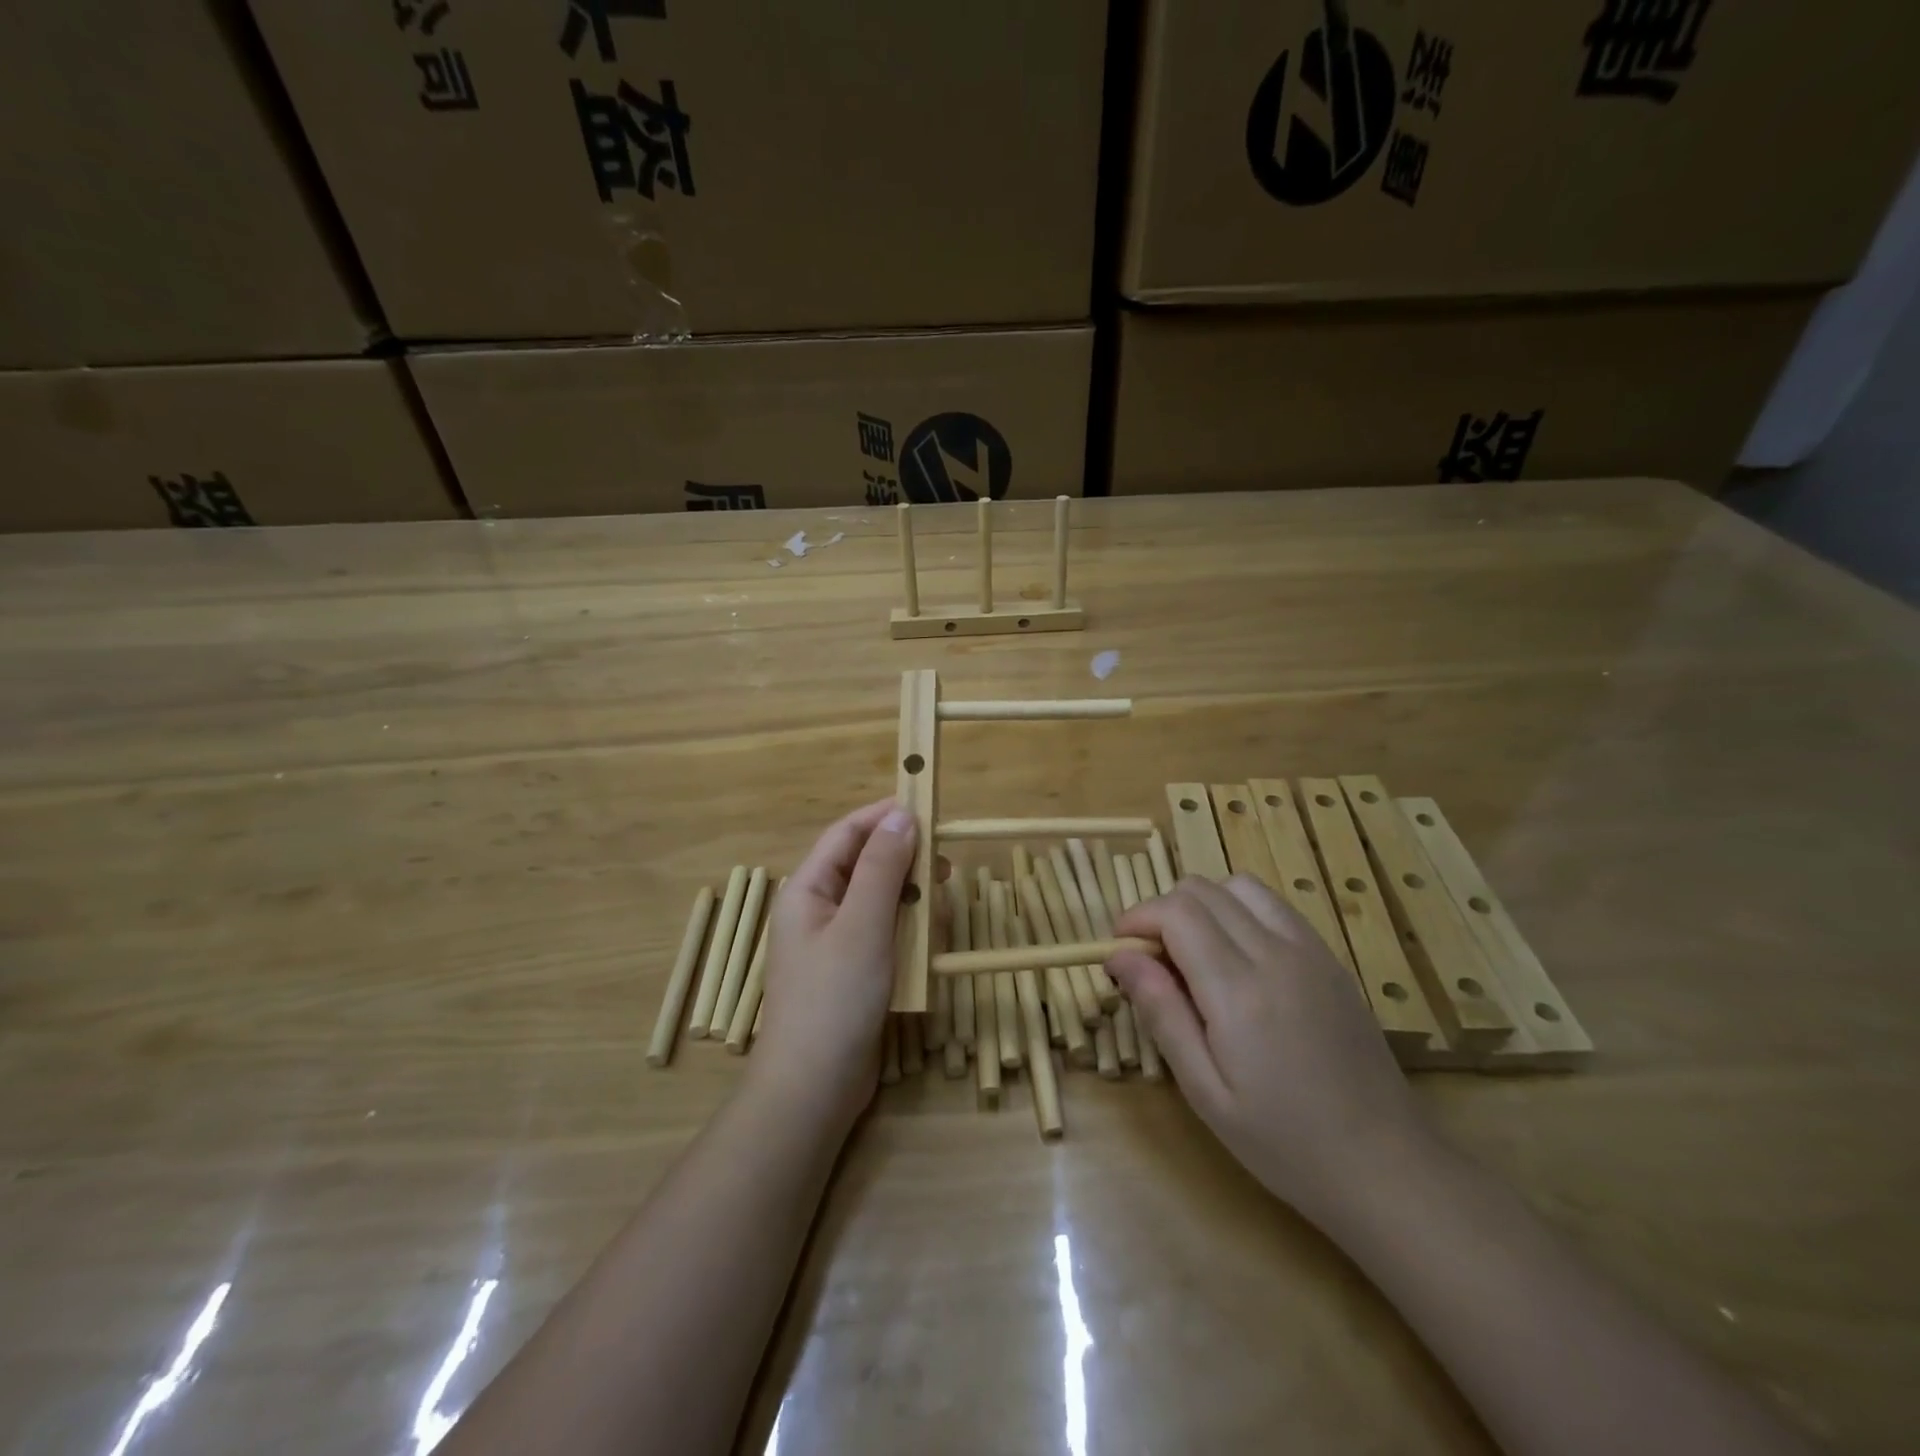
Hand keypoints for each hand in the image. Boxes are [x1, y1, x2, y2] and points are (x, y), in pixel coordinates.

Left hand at [752, 799, 916, 1123]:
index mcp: (807, 889)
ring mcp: (833, 943)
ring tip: (939, 907)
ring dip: (909, 899)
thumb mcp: (863, 925)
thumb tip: (902, 816)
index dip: (884, 816)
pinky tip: (927, 944)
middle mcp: (817, 909)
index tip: (928, 809)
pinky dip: (905, 932)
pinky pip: (882, 935)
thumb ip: (882, 867)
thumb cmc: (834, 998)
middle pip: (863, 865)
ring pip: (878, 901)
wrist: (813, 1090)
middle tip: (945, 865)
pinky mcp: (851, 972)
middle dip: (903, 860)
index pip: (846, 834)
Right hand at [1108, 875, 1429, 1226]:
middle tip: (1152, 962)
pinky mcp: (1331, 958)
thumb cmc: (1285, 1143)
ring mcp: (1310, 951)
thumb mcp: (1205, 1092)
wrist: (1387, 1167)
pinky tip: (1238, 959)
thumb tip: (1120, 956)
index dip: (1137, 918)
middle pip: (1202, 889)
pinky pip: (1274, 906)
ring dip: (1202, 906)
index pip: (1176, 912)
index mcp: (1239, 990)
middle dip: (1162, 912)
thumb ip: (1162, 1013)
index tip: (1120, 951)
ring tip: (1193, 954)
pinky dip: (1240, 912)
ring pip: (1239, 886)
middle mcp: (1276, 954)